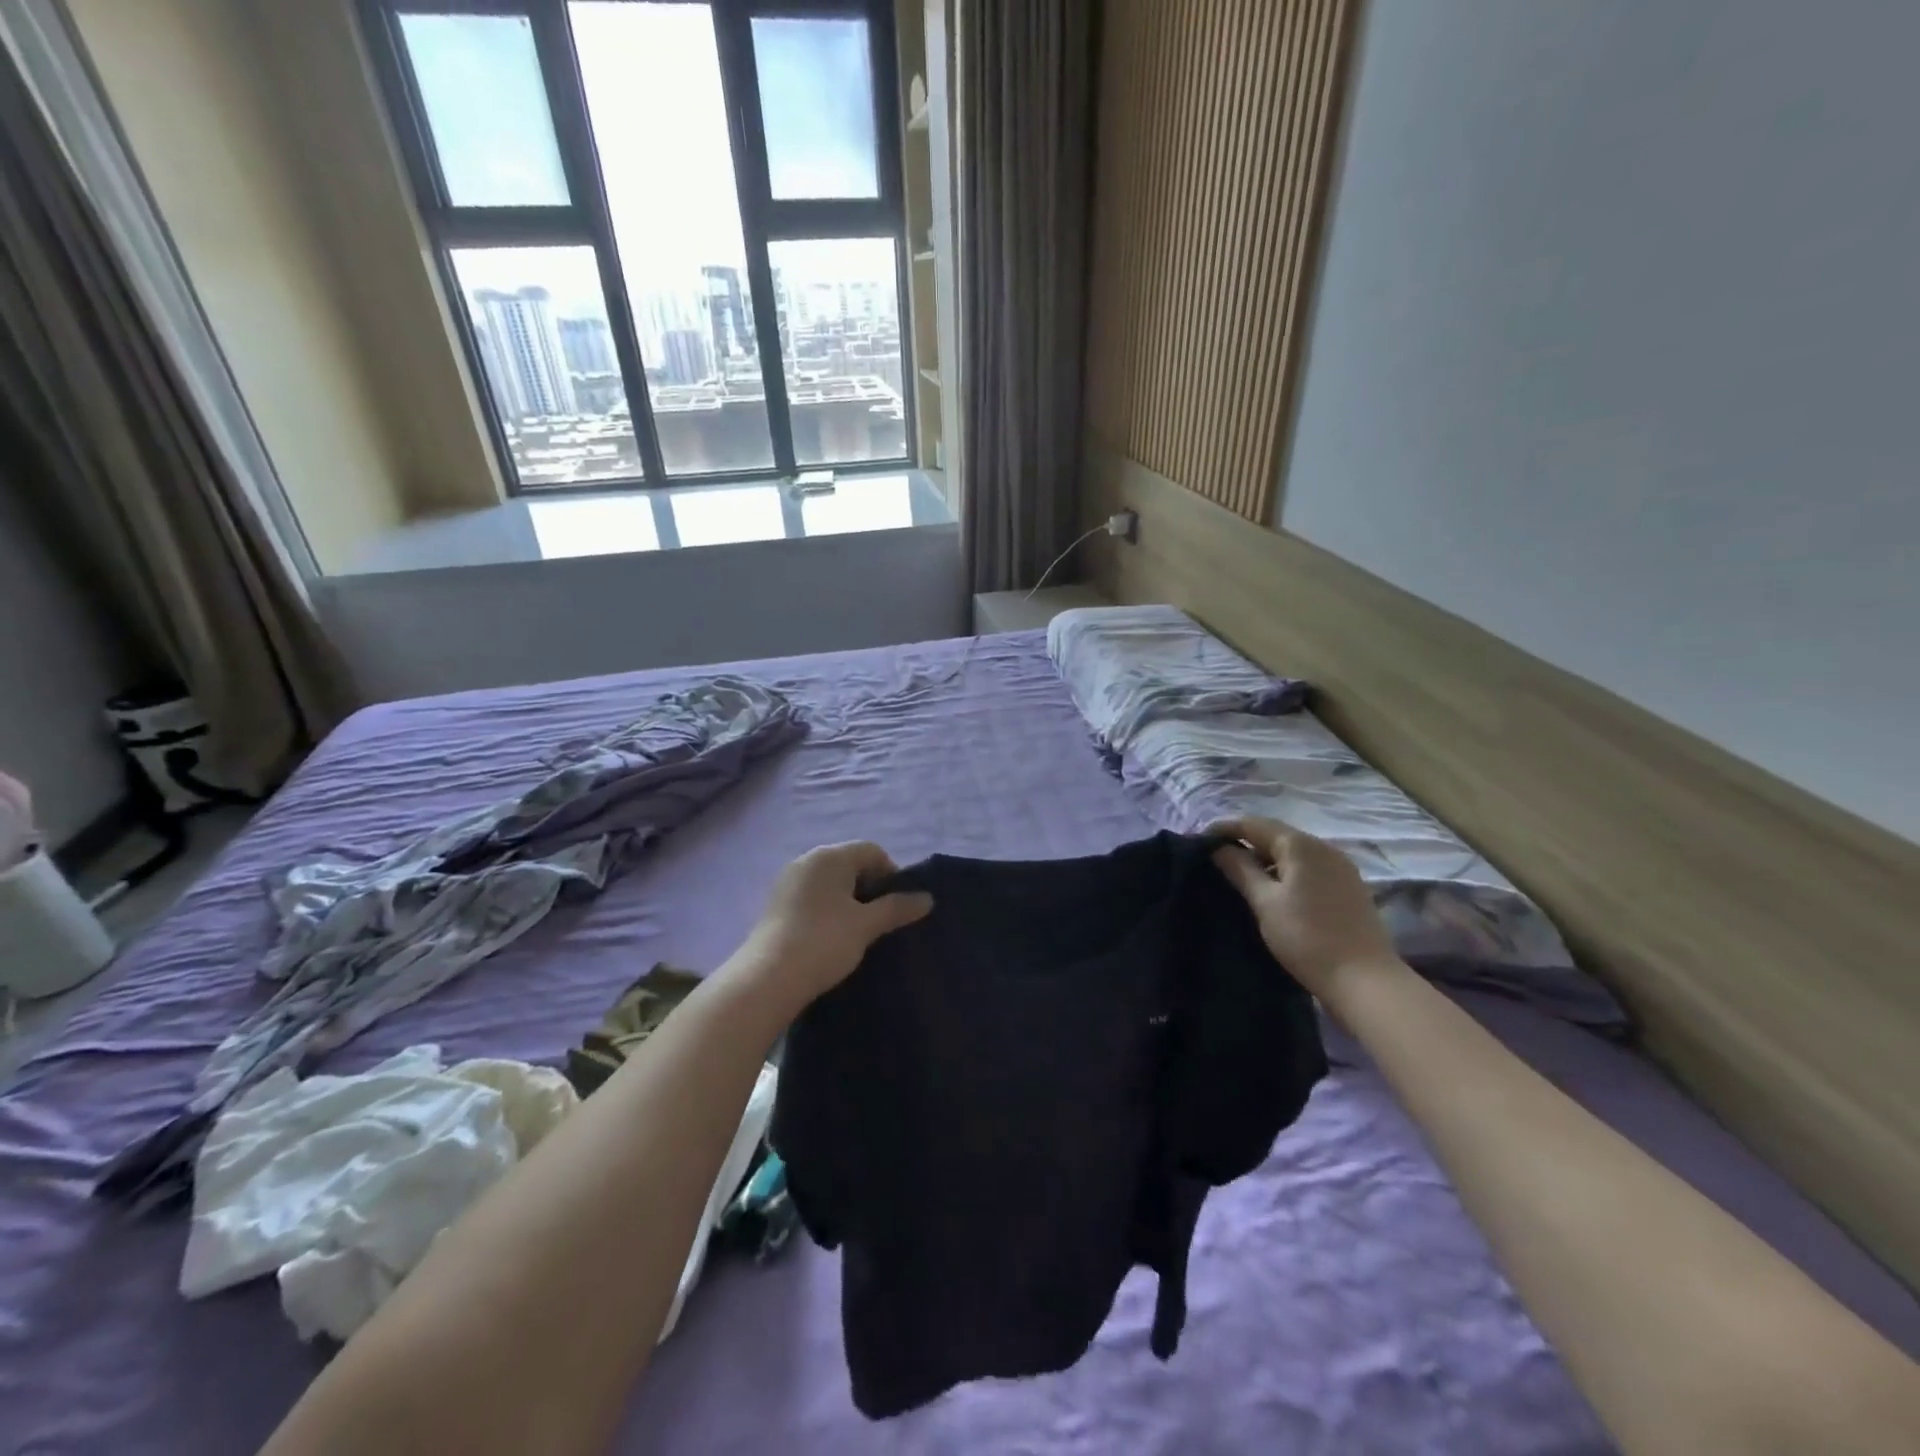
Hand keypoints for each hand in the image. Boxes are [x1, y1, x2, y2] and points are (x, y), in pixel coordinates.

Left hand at [733, 842, 932, 1014]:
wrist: (767, 979)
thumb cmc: (823, 942)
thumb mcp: (866, 925)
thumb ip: (897, 908)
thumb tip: (927, 898)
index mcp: (830, 856)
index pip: (872, 851)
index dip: (892, 874)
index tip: (898, 906)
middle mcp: (807, 860)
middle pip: (850, 863)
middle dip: (870, 887)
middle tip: (881, 920)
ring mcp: (788, 881)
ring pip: (830, 882)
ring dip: (849, 900)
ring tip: (858, 931)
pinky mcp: (776, 904)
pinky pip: (812, 896)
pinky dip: (828, 909)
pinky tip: (831, 936)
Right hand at [1210, 816, 1397, 1001]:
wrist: (1365, 980)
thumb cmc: (1306, 938)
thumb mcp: (1264, 903)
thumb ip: (1240, 870)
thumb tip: (1219, 849)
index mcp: (1300, 845)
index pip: (1253, 824)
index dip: (1224, 829)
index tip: (1199, 842)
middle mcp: (1323, 847)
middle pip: (1275, 834)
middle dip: (1245, 842)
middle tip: (1216, 860)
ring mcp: (1341, 866)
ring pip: (1293, 852)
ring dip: (1265, 858)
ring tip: (1240, 876)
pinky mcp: (1349, 887)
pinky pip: (1309, 867)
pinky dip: (1286, 871)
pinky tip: (1274, 890)